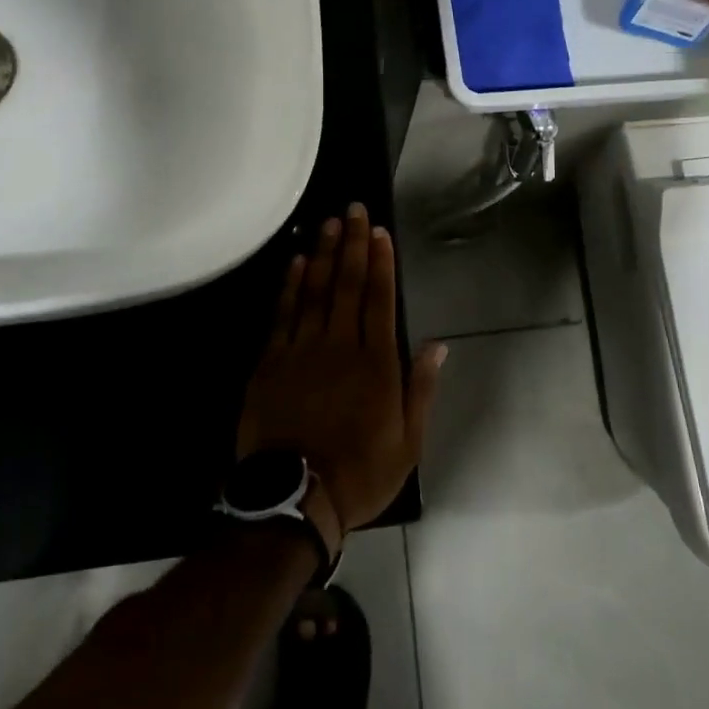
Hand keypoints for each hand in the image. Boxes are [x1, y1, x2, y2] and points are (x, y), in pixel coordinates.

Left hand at [236, 204, 446, 542]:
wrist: (294, 500)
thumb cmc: (359, 472)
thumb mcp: (408, 441)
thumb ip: (421, 388)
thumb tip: (438, 345)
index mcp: (376, 363)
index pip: (379, 299)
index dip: (380, 262)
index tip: (379, 231)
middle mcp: (340, 346)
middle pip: (347, 285)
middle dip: (352, 244)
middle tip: (353, 209)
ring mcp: (302, 351)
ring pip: (314, 292)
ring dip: (321, 254)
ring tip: (328, 223)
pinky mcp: (271, 363)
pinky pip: (282, 315)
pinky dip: (290, 286)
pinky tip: (295, 262)